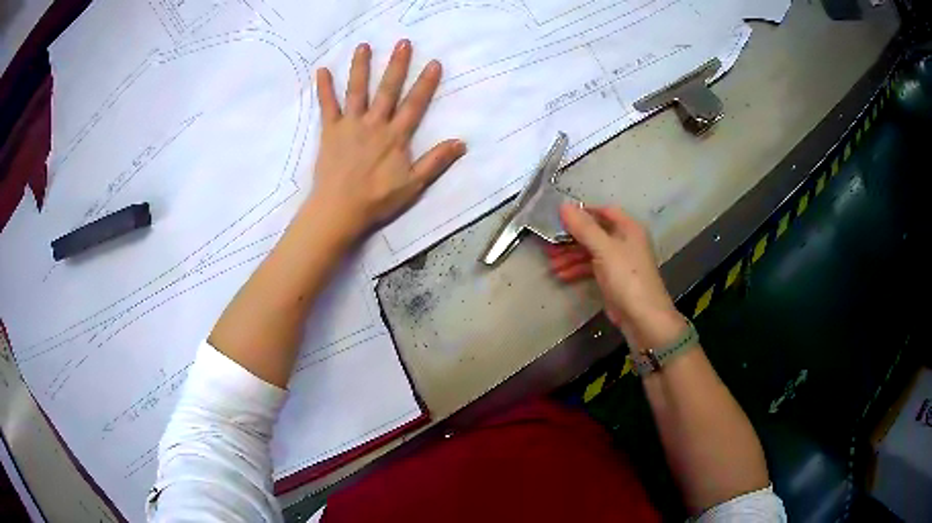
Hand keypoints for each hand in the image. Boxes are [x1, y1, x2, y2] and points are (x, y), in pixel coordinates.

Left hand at [308, 39, 466, 241]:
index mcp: (395, 136)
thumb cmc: (377, 199)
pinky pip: (327, 106)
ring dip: (361, 67)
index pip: (415, 104)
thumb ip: (436, 161)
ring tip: (363, 45)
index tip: (434, 63)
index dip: (425, 84)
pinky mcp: (330, 131)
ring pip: (357, 91)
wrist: (339, 209)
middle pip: (387, 90)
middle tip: (402, 42)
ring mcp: (350, 125)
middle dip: (396, 65)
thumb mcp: (413, 184)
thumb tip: (461, 142)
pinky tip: (321, 70)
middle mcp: (374, 124)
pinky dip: (324, 88)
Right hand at [545, 204, 685, 350]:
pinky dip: (577, 269)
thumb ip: (584, 228)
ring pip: (591, 251)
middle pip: (594, 232)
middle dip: (571, 237)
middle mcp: (624, 241)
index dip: (582, 212)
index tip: (559, 217)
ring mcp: (618, 261)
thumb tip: (563, 205)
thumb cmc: (627, 277)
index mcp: (628, 228)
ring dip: (571, 255)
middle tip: (549, 242)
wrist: (643, 317)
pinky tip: (562, 275)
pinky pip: (592, 267)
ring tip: (551, 262)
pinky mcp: (613, 279)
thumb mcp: (604, 249)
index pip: (603, 211)